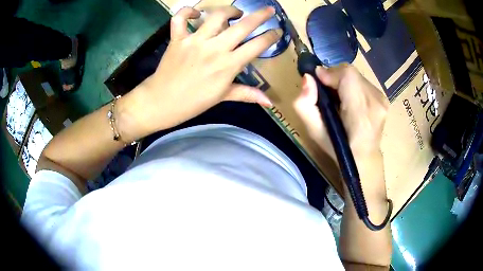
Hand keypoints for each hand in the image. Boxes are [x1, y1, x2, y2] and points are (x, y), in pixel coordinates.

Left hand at [118, 6, 280, 141]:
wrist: (162, 103)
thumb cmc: (193, 102)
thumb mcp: (222, 97)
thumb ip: (247, 94)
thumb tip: (270, 102)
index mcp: (229, 65)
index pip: (257, 45)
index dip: (271, 36)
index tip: (277, 31)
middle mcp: (215, 49)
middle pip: (244, 26)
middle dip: (261, 15)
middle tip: (269, 9)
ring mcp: (195, 41)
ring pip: (216, 16)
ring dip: (229, 10)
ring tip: (235, 13)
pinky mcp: (178, 38)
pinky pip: (180, 18)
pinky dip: (186, 11)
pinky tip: (194, 13)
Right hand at [294, 65, 388, 161]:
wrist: (364, 157)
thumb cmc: (338, 147)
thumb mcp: (314, 132)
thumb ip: (304, 105)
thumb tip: (308, 78)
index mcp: (360, 113)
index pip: (348, 75)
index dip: (330, 73)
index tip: (318, 82)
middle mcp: (376, 102)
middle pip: (351, 73)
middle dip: (334, 77)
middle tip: (326, 92)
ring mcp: (382, 99)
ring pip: (356, 76)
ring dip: (343, 81)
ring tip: (338, 99)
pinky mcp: (384, 98)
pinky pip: (363, 82)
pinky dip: (352, 86)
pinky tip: (350, 100)